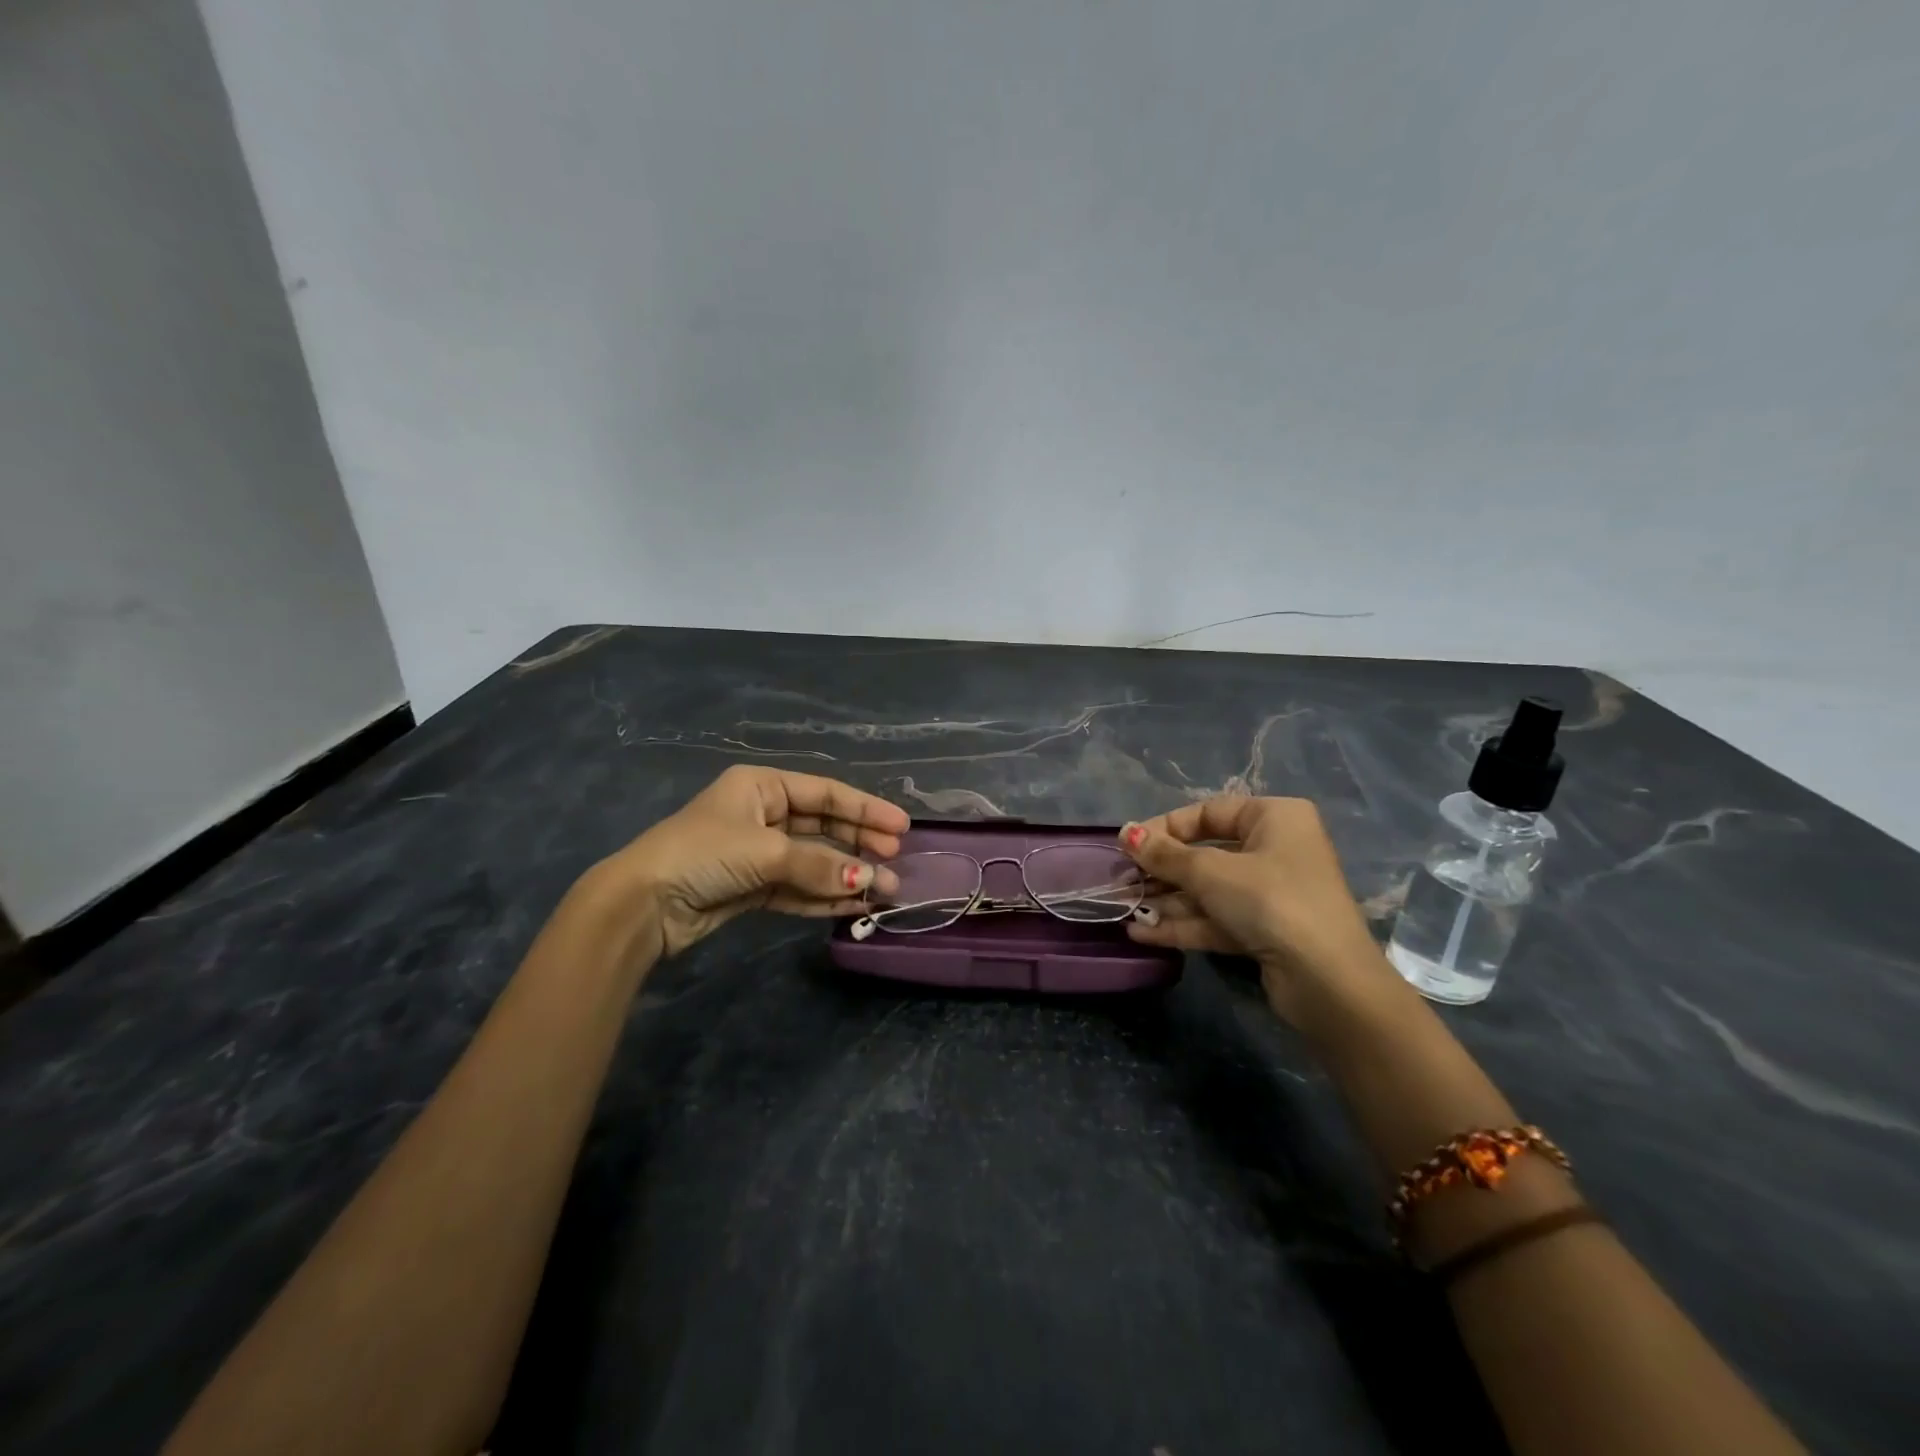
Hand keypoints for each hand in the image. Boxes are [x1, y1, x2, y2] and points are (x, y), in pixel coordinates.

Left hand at [593, 765, 908, 959]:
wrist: (642, 904)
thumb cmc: (704, 854)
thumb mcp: (766, 851)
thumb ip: (820, 865)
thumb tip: (869, 880)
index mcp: (762, 786)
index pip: (825, 793)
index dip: (865, 809)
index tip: (901, 827)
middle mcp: (762, 814)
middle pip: (823, 826)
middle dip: (860, 843)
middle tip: (896, 859)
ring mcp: (758, 853)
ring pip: (814, 861)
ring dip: (846, 875)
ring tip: (884, 889)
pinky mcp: (752, 888)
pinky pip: (798, 888)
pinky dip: (824, 896)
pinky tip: (854, 904)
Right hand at [1118, 795, 1401, 1027]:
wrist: (1327, 981)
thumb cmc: (1270, 901)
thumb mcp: (1210, 872)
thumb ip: (1164, 854)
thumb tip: (1125, 833)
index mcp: (1274, 818)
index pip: (1208, 813)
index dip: (1165, 828)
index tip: (1128, 845)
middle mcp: (1275, 850)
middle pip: (1205, 854)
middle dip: (1161, 871)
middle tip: (1122, 882)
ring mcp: (1271, 894)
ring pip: (1208, 891)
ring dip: (1166, 901)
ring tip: (1124, 910)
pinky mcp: (1264, 931)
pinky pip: (1216, 919)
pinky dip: (1182, 925)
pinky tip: (1142, 933)